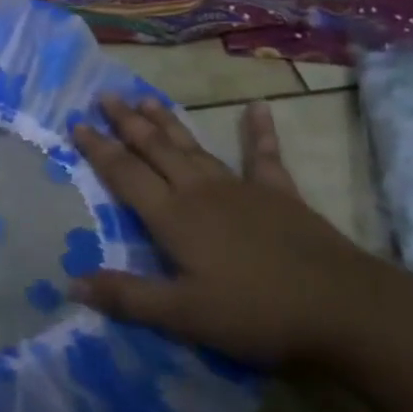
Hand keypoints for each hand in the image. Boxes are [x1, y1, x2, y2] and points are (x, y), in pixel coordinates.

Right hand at [69, 96, 396, 368]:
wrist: (342, 307)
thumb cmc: (255, 313)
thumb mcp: (183, 315)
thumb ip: (127, 297)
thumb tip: (71, 283)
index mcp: (173, 216)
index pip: (125, 174)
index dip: (98, 149)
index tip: (76, 123)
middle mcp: (200, 191)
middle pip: (156, 149)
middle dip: (127, 123)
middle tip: (106, 96)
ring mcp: (242, 188)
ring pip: (195, 147)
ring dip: (168, 123)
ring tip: (146, 99)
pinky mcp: (280, 194)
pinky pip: (264, 156)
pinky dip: (260, 131)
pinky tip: (258, 107)